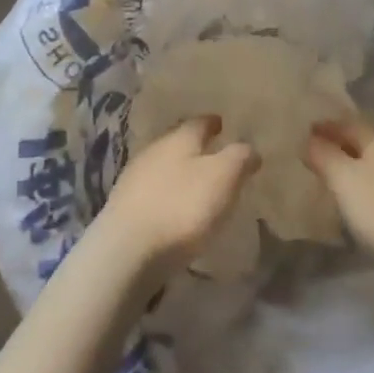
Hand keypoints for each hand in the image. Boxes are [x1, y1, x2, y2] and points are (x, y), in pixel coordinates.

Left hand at [96, 117, 256, 282]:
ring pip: (163, 165)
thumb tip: (249, 148)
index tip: (222, 124)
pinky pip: (152, 190)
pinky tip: (174, 207)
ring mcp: (134, 178)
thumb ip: (239, 158)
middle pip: (177, 141)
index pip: (199, 122)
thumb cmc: (182, 207)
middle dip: (195, 146)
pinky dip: (166, 193)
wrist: (126, 250)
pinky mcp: (124, 207)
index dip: (212, 123)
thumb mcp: (223, 177)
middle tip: (213, 153)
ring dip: (179, 170)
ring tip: (196, 182)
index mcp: (179, 139)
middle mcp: (154, 150)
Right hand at [306, 116, 373, 275]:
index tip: (301, 135)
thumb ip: (323, 155)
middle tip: (313, 154)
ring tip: (331, 177)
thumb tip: (309, 139)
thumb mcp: (344, 180)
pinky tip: (358, 197)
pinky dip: (365, 182)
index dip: (323, 127)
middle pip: (362, 139)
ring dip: (352, 164)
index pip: (346, 122)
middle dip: (338, 144)